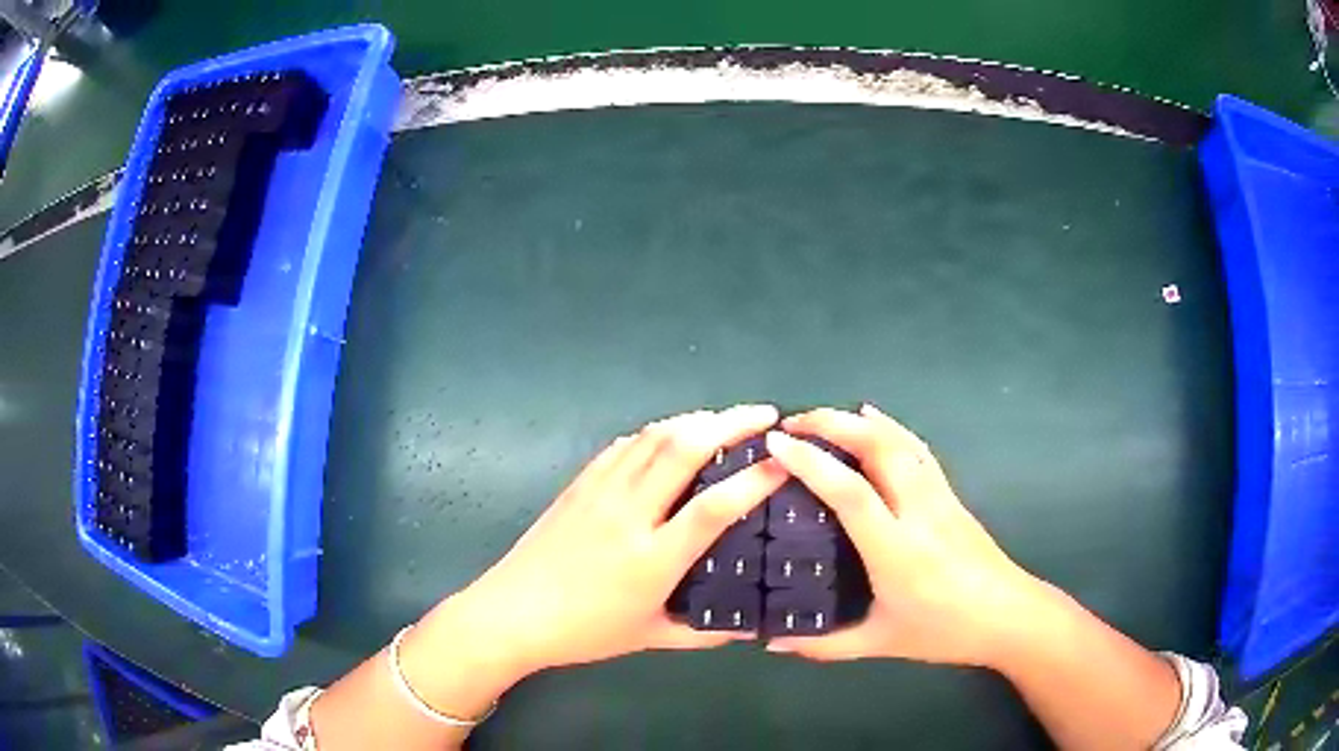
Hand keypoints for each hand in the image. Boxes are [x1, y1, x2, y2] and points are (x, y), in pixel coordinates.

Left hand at [424, 405, 787, 679]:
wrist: (512, 614)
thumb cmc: (584, 632)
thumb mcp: (650, 637)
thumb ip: (704, 633)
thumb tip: (752, 631)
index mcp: (652, 559)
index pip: (714, 507)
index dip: (755, 479)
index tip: (786, 461)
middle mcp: (629, 515)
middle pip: (685, 449)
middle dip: (732, 423)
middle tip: (765, 415)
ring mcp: (600, 493)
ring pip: (654, 437)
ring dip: (696, 419)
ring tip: (726, 419)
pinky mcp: (579, 484)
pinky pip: (623, 446)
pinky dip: (655, 432)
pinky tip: (670, 434)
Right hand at [763, 404, 1046, 666]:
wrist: (1008, 616)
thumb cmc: (944, 632)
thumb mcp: (880, 644)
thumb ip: (823, 645)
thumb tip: (771, 642)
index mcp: (896, 551)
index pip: (850, 493)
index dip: (812, 462)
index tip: (777, 443)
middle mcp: (918, 513)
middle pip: (878, 448)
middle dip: (831, 424)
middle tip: (790, 424)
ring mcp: (939, 497)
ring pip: (900, 441)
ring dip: (858, 421)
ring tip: (821, 418)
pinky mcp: (951, 494)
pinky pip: (917, 450)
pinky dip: (891, 428)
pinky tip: (874, 419)